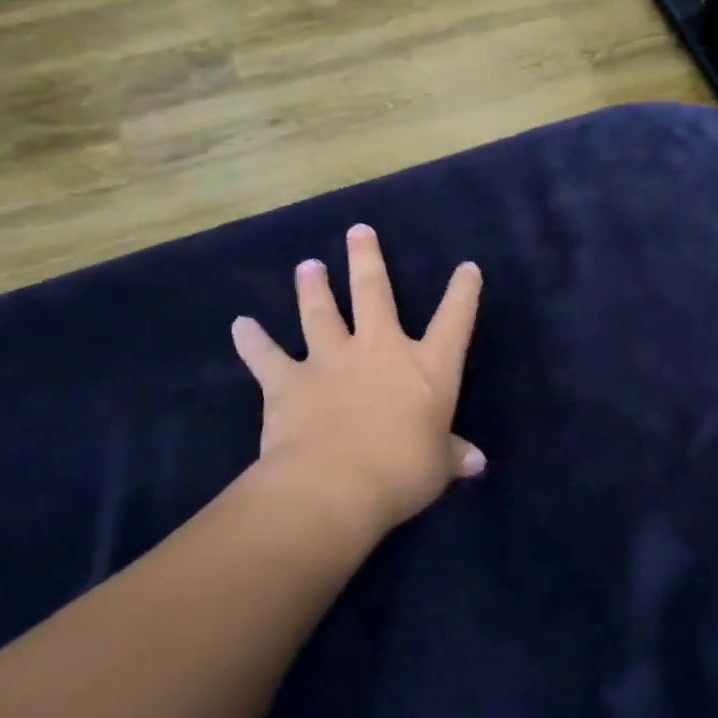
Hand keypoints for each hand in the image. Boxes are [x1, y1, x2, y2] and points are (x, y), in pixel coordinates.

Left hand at [230, 224, 483, 539]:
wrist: (334, 486)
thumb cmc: (402, 472)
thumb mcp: (438, 466)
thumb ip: (454, 455)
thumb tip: (477, 463)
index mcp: (428, 367)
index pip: (454, 319)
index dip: (463, 291)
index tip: (467, 267)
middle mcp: (380, 350)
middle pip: (374, 293)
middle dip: (367, 259)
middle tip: (358, 231)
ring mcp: (331, 361)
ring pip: (321, 313)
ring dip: (313, 287)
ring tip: (308, 265)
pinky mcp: (288, 382)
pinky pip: (266, 356)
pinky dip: (252, 340)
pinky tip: (241, 325)